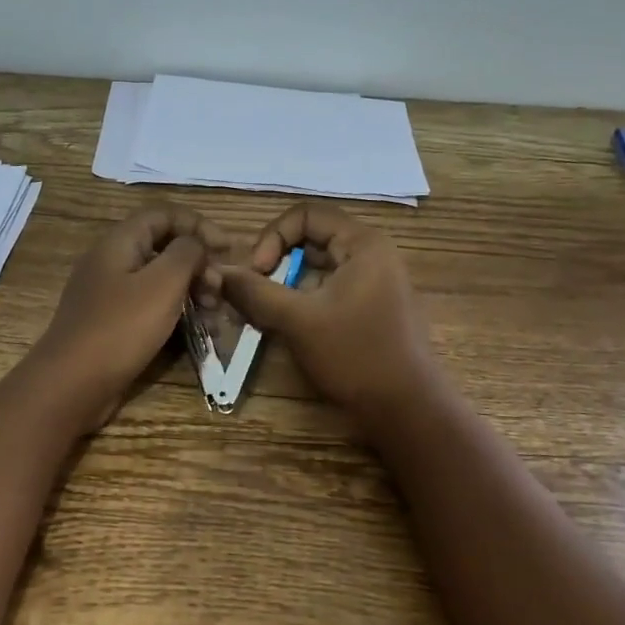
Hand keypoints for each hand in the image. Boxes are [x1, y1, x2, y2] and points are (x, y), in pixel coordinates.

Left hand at [30, 204, 220, 429]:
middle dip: (197, 263)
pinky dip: (174, 312)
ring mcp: (108, 294)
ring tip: (214, 314)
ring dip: (190, 290)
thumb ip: (186, 254)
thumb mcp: (162, 284)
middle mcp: (111, 261)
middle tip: (220, 290)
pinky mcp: (111, 323)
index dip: (198, 225)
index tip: (228, 249)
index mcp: (119, 242)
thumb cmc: (121, 328)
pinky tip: (195, 331)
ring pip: (158, 279)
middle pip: (162, 246)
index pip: (163, 215)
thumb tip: (196, 244)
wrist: (72, 384)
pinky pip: (148, 306)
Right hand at [215, 203, 444, 420]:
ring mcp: (373, 282)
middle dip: (275, 262)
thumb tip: (218, 273)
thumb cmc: (355, 355)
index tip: (256, 272)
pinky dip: (301, 300)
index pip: (306, 215)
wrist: (406, 409)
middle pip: (310, 239)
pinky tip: (284, 326)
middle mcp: (371, 255)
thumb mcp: (298, 320)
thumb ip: (255, 292)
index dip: (273, 237)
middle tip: (252, 293)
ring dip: (284, 284)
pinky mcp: (369, 308)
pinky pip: (326, 289)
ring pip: (315, 268)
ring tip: (263, 313)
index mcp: (363, 244)